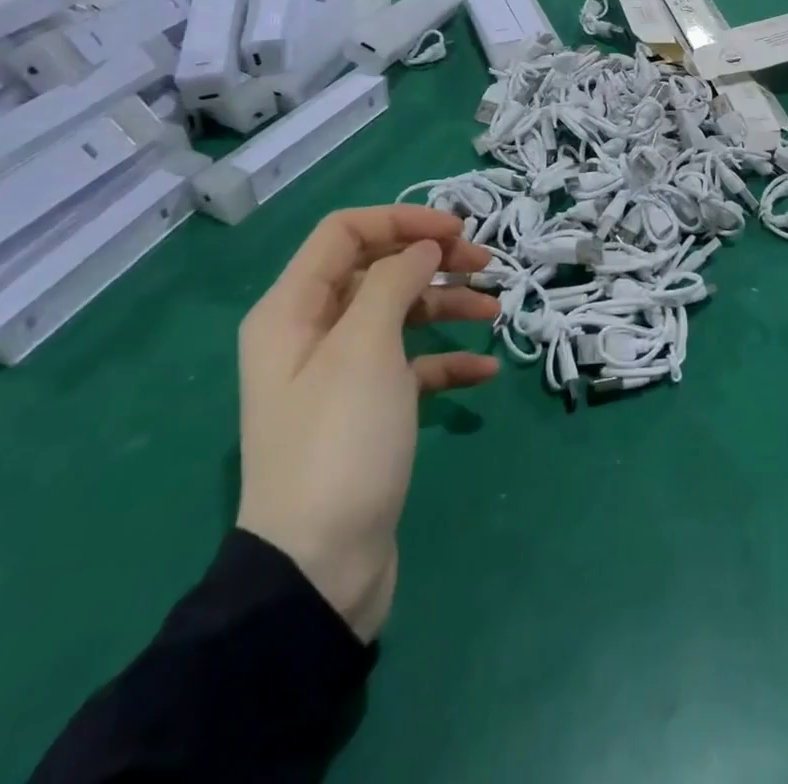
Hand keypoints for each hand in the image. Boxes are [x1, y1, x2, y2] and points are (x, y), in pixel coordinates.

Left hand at [236, 207, 498, 641]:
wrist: (320, 568)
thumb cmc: (339, 442)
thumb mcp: (365, 348)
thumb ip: (393, 280)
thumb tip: (422, 246)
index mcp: (292, 310)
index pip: (345, 232)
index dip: (402, 219)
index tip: (458, 230)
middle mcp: (312, 334)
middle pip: (377, 269)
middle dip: (433, 260)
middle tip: (486, 266)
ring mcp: (341, 375)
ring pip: (400, 315)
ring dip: (447, 306)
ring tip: (495, 313)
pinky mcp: (368, 412)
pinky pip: (411, 366)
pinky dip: (446, 361)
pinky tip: (483, 371)